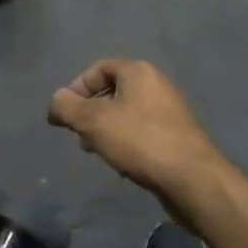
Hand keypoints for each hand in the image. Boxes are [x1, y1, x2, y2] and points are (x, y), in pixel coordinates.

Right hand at [48, 59, 225, 201]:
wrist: (192, 178)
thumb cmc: (140, 141)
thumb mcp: (93, 121)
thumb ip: (66, 107)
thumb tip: (55, 101)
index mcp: (138, 72)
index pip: (98, 69)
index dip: (76, 88)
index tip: (64, 114)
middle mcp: (156, 84)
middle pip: (112, 90)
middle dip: (89, 111)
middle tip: (78, 134)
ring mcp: (169, 111)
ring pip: (126, 113)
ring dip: (105, 128)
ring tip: (96, 151)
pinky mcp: (176, 136)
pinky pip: (141, 130)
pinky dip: (125, 140)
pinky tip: (121, 161)